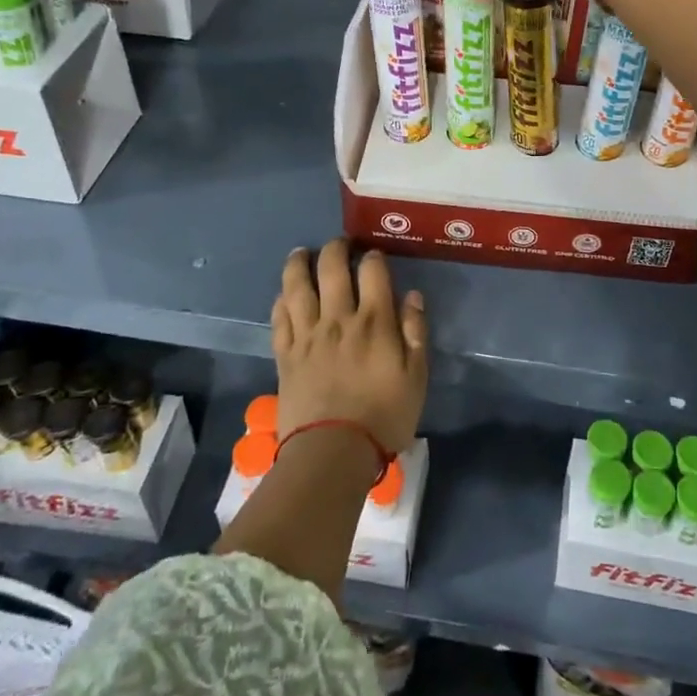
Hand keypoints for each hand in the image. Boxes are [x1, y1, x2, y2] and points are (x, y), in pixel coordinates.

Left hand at [271, 241, 428, 456]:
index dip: (373, 257)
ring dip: (298, 263)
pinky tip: (284, 295)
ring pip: (298, 286)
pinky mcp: (285, 354)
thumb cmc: (384, 416)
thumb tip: (412, 296)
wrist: (333, 452)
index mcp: (374, 321)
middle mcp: (338, 318)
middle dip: (335, 248)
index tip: (374, 256)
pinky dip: (281, 300)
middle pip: (331, 268)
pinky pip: (280, 317)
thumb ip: (415, 333)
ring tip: (301, 253)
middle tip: (339, 244)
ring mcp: (308, 335)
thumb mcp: (416, 377)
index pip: (372, 271)